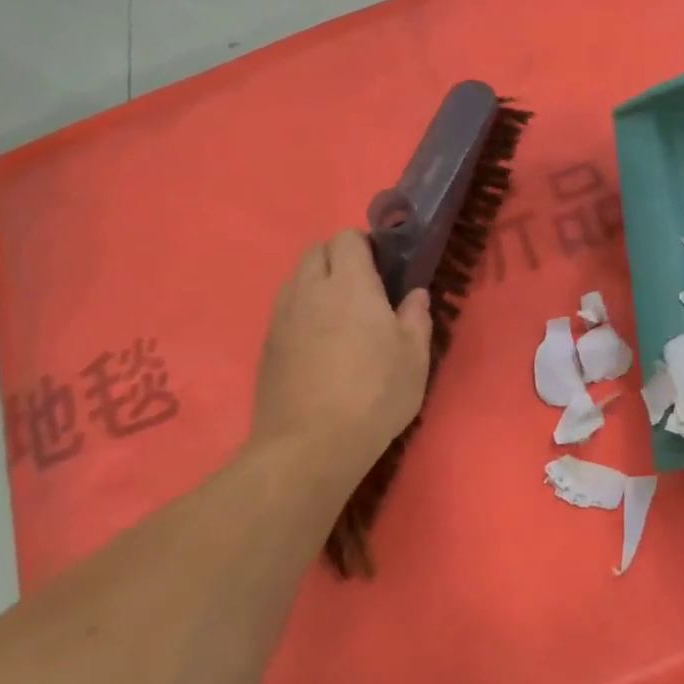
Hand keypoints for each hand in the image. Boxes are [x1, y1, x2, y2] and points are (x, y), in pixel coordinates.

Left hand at [249, 230, 432, 482]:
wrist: (310, 445)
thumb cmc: (374, 394)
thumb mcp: (414, 357)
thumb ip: (416, 317)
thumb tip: (414, 295)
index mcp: (350, 284)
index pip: (347, 238)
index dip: (365, 244)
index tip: (383, 266)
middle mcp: (310, 290)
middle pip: (316, 251)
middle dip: (338, 257)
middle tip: (364, 287)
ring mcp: (282, 317)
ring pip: (296, 279)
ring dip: (317, 282)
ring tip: (340, 315)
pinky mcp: (267, 345)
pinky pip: (286, 309)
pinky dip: (303, 311)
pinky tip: (320, 344)